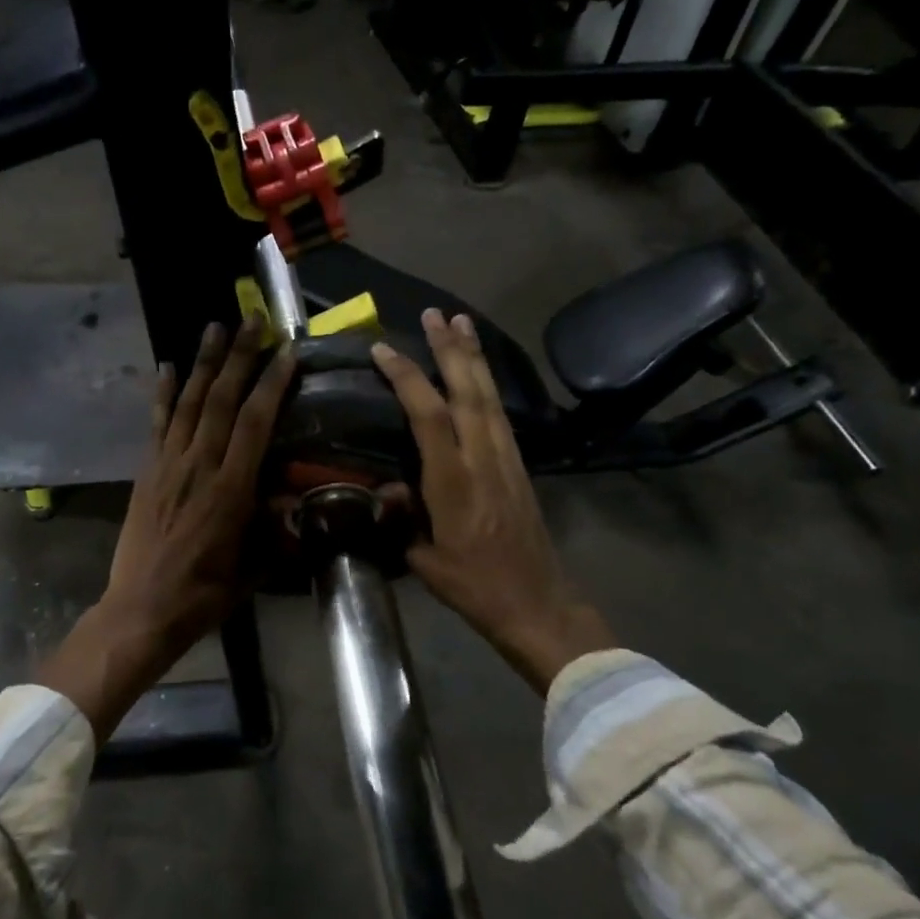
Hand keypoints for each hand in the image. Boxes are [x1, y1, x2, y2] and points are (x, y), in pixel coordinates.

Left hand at [37, 319, 296, 739]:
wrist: (141, 610)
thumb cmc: (204, 594)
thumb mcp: (253, 568)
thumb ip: (276, 530)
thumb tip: (297, 502)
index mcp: (230, 489)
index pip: (255, 422)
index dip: (272, 383)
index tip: (287, 352)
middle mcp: (199, 466)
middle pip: (222, 400)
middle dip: (240, 356)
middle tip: (253, 320)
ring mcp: (168, 464)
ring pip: (190, 402)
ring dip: (204, 363)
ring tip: (216, 327)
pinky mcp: (148, 470)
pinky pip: (158, 423)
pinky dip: (164, 393)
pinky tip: (168, 366)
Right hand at [371, 310, 616, 691]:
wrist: (537, 603)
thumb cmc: (474, 586)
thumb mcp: (424, 559)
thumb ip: (401, 518)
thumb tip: (385, 489)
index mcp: (453, 481)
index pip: (428, 415)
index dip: (407, 378)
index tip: (382, 350)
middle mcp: (483, 459)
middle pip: (467, 391)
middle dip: (450, 349)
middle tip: (435, 314)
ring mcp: (506, 459)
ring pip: (488, 396)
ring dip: (473, 358)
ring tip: (461, 323)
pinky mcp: (518, 465)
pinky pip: (499, 413)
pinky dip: (487, 384)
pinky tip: (479, 373)